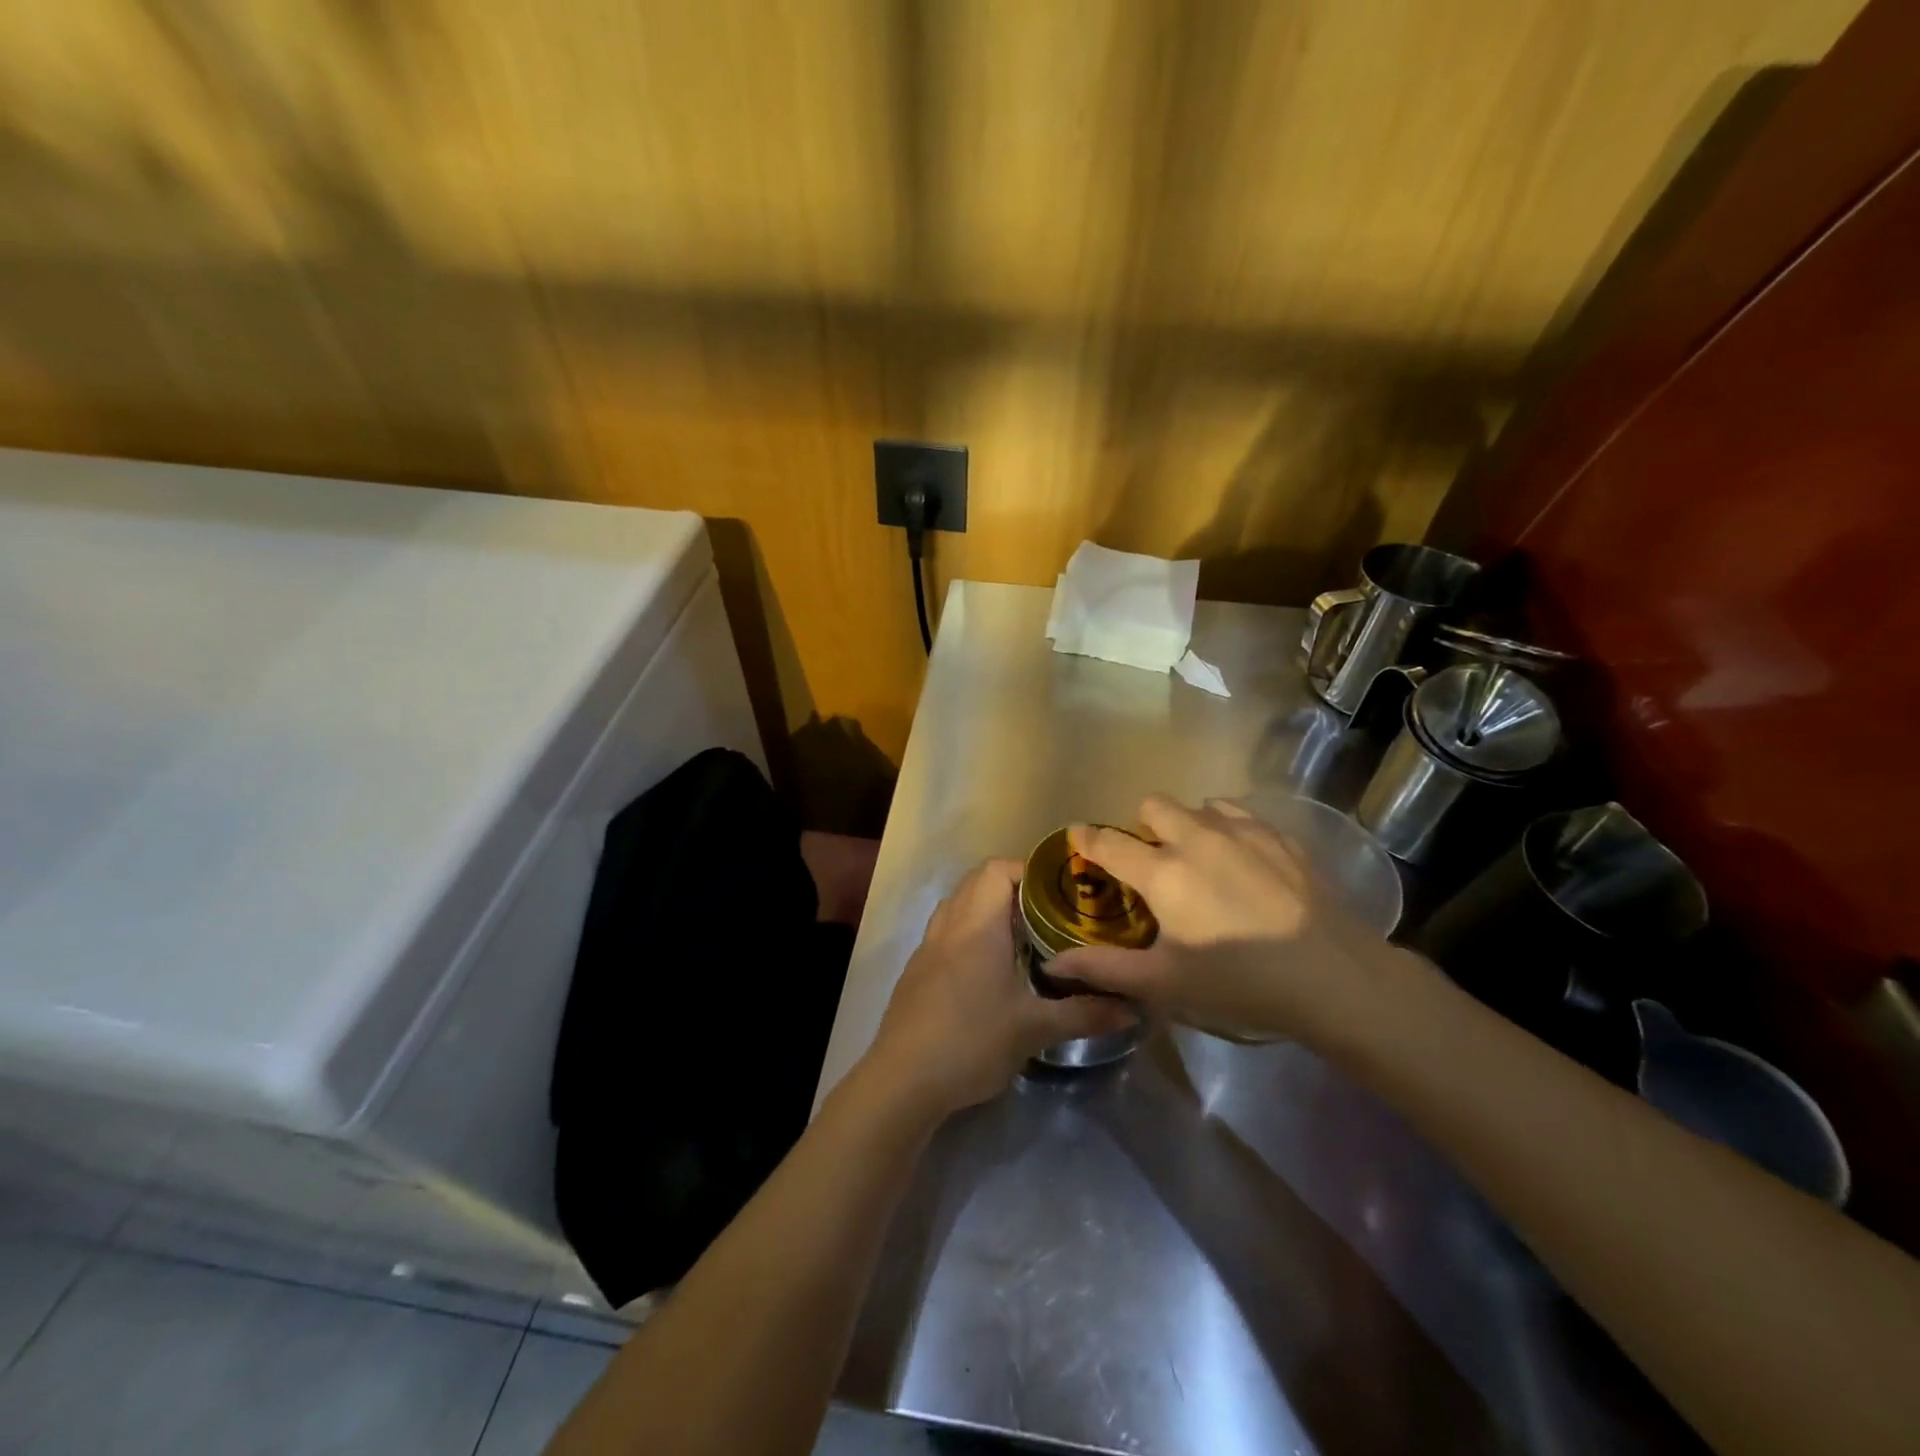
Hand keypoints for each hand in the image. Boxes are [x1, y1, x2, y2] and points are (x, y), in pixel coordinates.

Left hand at [860, 859, 1135, 1117]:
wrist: (902, 1080)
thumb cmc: (971, 1042)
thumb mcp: (1033, 1029)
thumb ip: (1083, 1014)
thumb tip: (1132, 1009)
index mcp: (977, 925)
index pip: (998, 869)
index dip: (1029, 871)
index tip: (1060, 892)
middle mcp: (950, 925)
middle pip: (977, 881)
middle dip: (1013, 887)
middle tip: (1048, 913)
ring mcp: (928, 946)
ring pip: (958, 904)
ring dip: (987, 908)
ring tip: (1022, 935)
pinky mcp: (917, 969)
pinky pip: (945, 930)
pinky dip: (968, 931)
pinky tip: (989, 968)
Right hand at [1049, 796, 1384, 1041]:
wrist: (1335, 976)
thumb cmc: (1239, 982)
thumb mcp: (1166, 982)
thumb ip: (1106, 969)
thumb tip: (1053, 965)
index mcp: (1163, 872)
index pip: (1109, 843)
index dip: (1086, 838)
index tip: (1078, 837)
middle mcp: (1196, 838)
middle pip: (1153, 805)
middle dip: (1142, 826)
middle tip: (1152, 863)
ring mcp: (1243, 831)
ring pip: (1198, 805)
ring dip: (1186, 824)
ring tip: (1199, 860)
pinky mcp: (1280, 836)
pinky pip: (1239, 813)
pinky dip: (1226, 827)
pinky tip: (1240, 861)